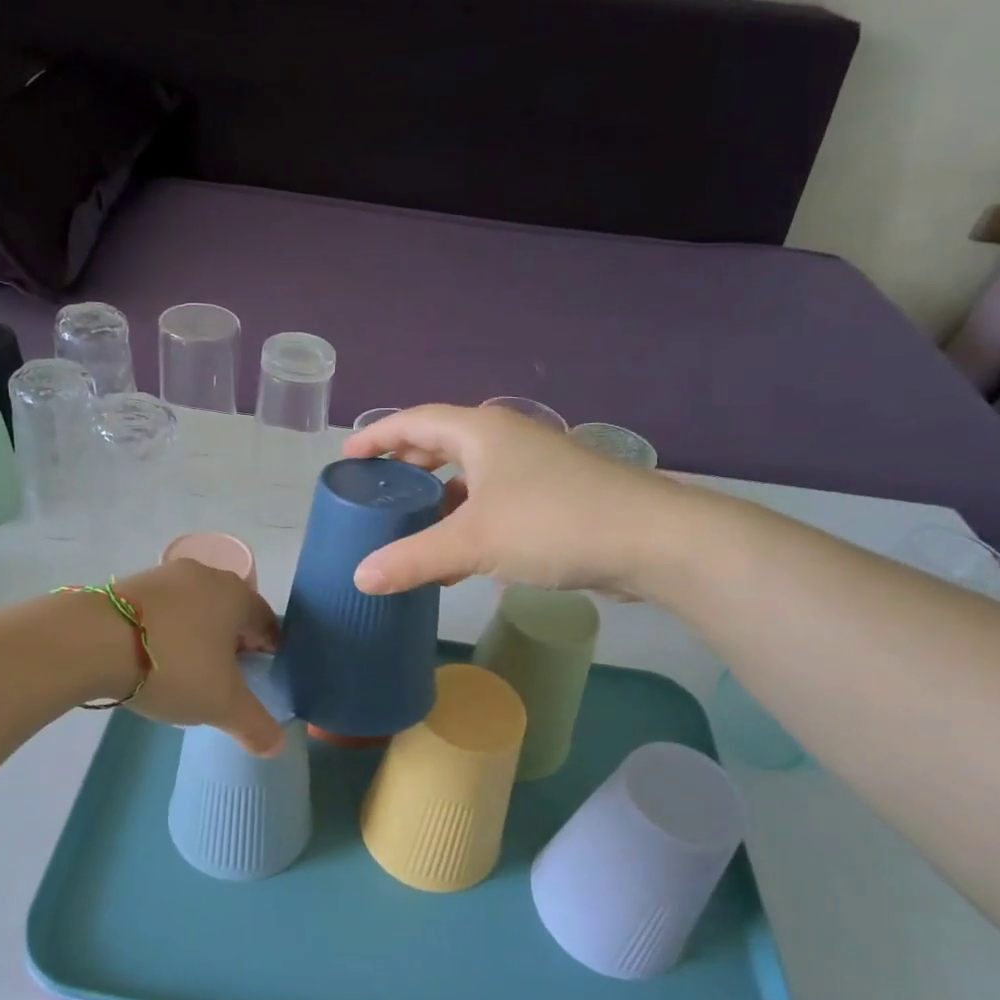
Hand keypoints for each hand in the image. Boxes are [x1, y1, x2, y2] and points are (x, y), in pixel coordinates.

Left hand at [112, 560, 284, 754]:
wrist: (91, 640)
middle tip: (227, 680)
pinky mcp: (130, 584)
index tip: (262, 679)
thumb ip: (255, 724)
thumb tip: (277, 745)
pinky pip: (164, 611)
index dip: (270, 652)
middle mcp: (206, 575)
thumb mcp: (221, 704)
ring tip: (188, 672)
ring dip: (199, 637)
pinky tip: (154, 659)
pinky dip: (168, 632)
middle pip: (231, 613)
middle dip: (234, 644)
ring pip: (196, 609)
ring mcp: (165, 575)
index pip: (268, 622)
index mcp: (237, 595)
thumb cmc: (173, 665)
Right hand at [342, 404, 694, 597]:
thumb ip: (413, 559)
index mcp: (482, 431)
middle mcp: (506, 440)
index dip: (377, 435)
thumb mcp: (473, 541)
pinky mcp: (554, 498)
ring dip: (438, 499)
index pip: (414, 421)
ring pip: (470, 477)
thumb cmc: (553, 523)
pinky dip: (468, 522)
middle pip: (442, 444)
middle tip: (375, 491)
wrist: (653, 541)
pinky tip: (457, 559)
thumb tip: (359, 578)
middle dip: (407, 466)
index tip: (346, 455)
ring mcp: (534, 468)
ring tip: (409, 528)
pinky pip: (494, 503)